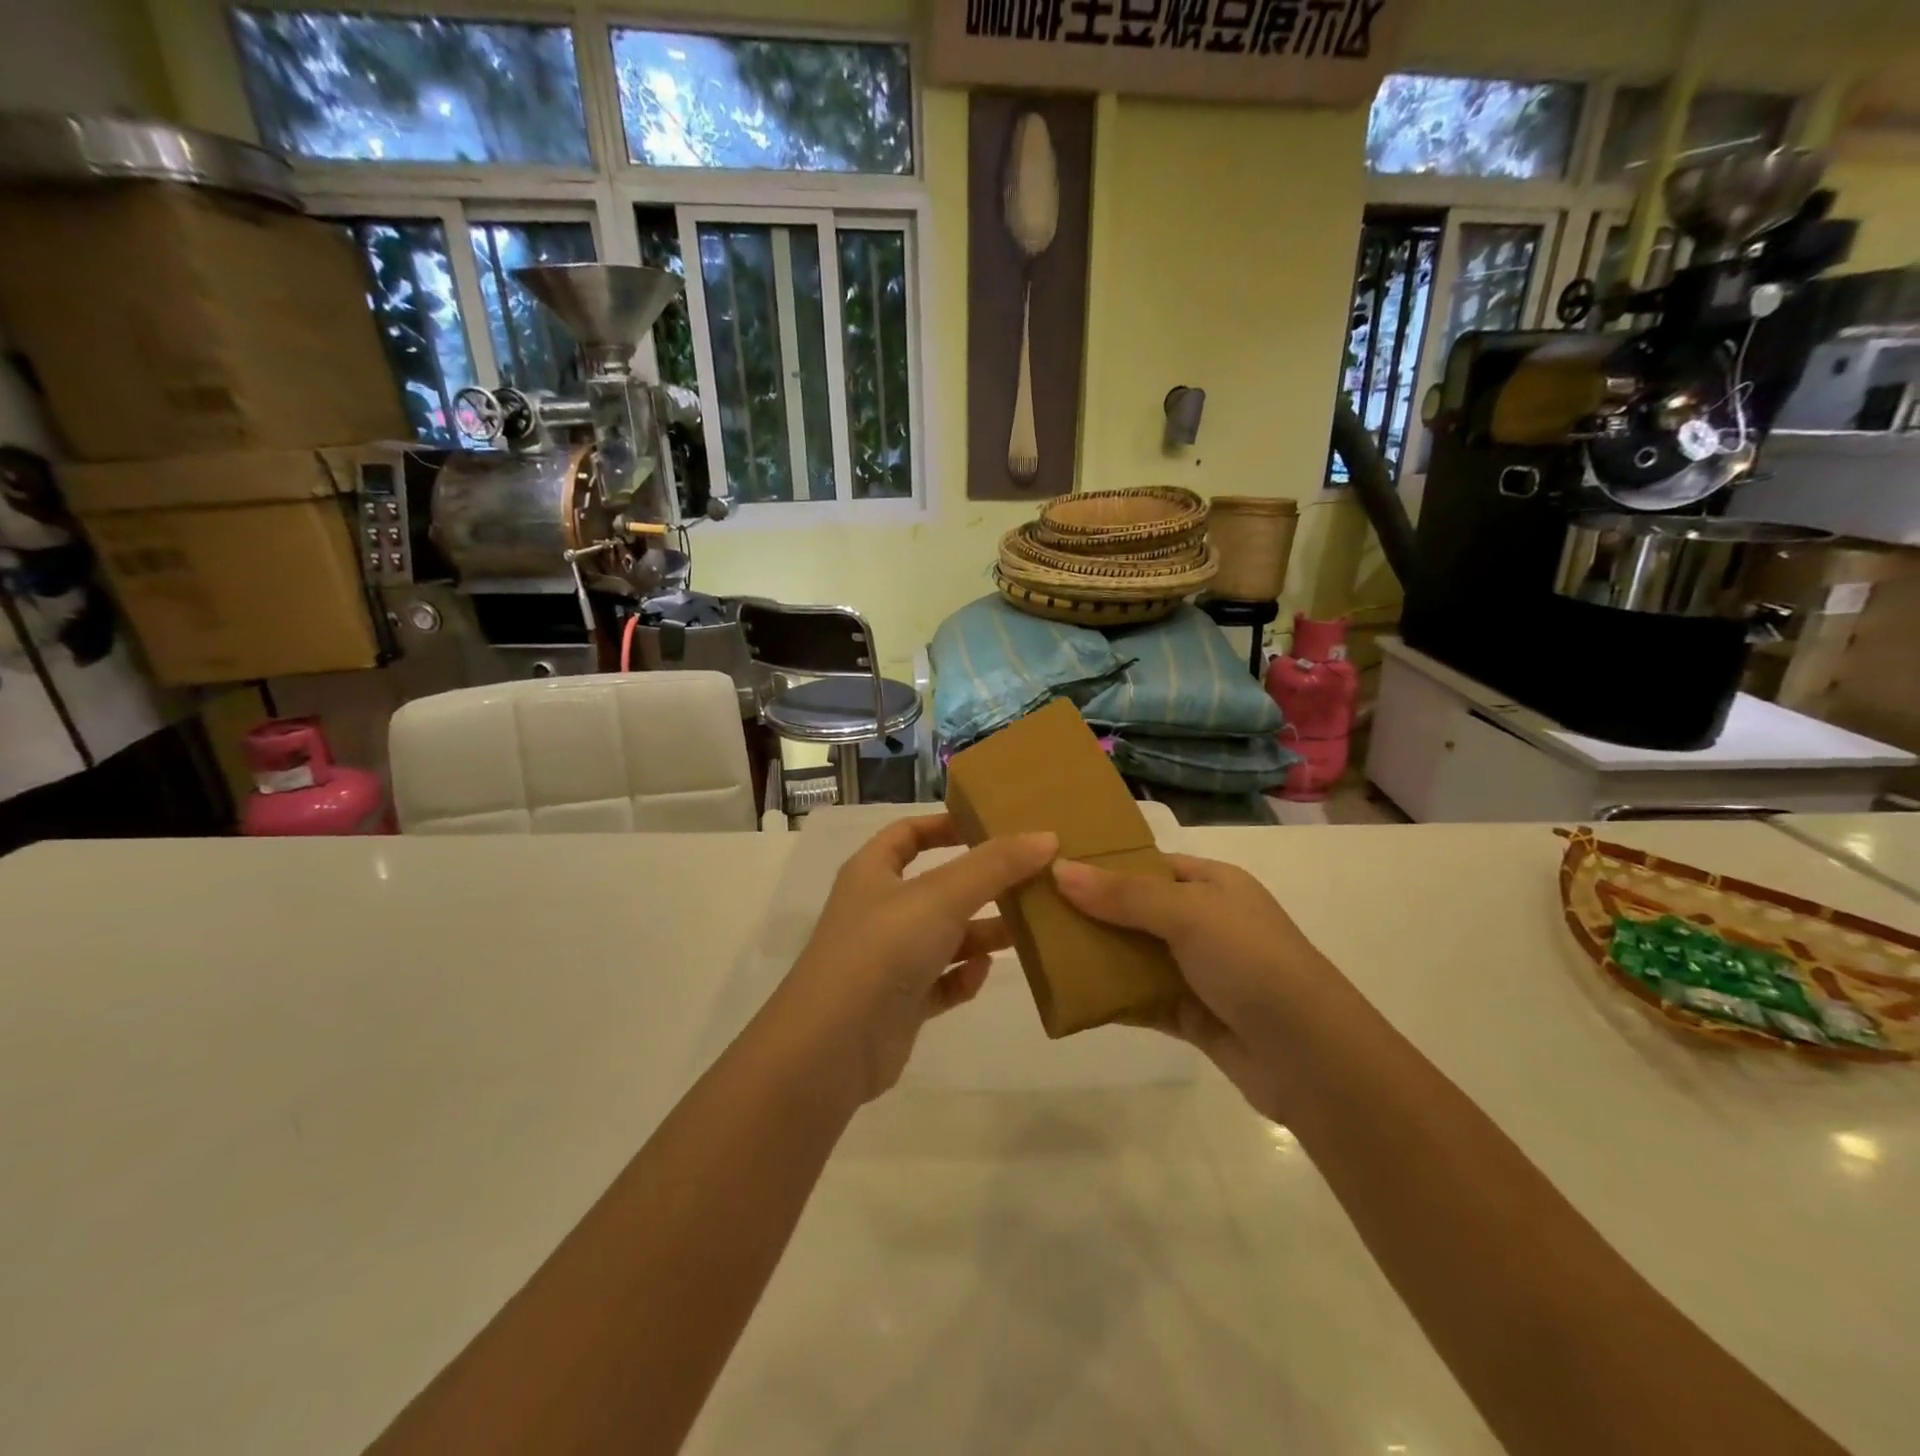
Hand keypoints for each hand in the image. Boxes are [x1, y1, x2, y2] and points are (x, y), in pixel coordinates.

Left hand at [774, 815, 1056, 1103]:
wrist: (832, 1046)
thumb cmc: (883, 948)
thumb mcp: (942, 896)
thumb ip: (995, 865)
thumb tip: (1046, 836)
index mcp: (873, 872)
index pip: (908, 833)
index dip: (946, 824)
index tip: (992, 826)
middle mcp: (878, 911)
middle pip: (937, 886)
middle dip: (981, 883)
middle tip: (1031, 878)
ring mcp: (887, 959)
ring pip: (944, 936)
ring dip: (981, 932)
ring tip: (1027, 927)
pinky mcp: (899, 1003)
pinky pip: (940, 981)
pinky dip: (963, 976)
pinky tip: (983, 974)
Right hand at [1052, 854, 1327, 1121]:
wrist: (1312, 1059)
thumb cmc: (1253, 963)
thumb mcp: (1189, 914)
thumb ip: (1123, 894)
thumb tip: (1059, 868)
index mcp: (1213, 884)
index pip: (1148, 864)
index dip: (1104, 864)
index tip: (1052, 866)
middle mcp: (1206, 923)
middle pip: (1136, 910)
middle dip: (1091, 911)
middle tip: (1035, 911)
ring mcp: (1199, 971)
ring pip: (1135, 956)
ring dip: (1097, 956)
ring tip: (1041, 951)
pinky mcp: (1191, 1016)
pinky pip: (1140, 1000)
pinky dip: (1111, 998)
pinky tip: (1071, 996)